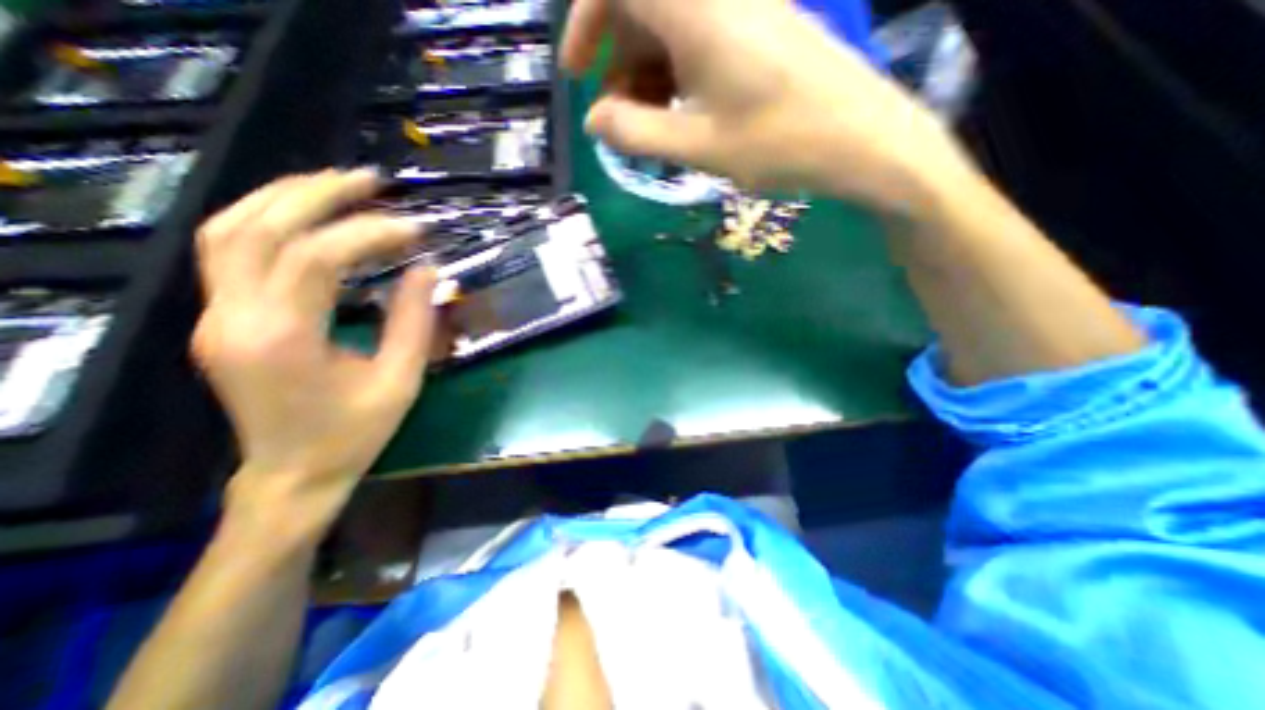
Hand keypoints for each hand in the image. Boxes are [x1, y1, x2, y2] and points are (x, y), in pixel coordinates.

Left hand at [190, 168, 437, 528]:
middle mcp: (233, 319)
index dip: (369, 234)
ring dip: (284, 197)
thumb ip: (415, 321)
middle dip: (318, 194)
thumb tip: (428, 270)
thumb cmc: (354, 433)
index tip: (415, 229)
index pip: (317, 258)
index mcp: (282, 340)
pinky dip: (267, 220)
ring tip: (338, 184)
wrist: (293, 473)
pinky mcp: (220, 319)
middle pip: (258, 229)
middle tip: (370, 179)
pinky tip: (306, 215)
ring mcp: (216, 317)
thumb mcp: (401, 380)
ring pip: (229, 231)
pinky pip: (230, 251)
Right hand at [564, 0, 976, 215]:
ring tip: (648, 127)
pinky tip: (680, 114)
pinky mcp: (760, 28)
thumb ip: (637, 132)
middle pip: (644, 5)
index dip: (586, 22)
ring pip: (671, 26)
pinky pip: (700, 38)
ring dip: (647, 73)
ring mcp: (742, 9)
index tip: (578, 73)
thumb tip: (595, 120)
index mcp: (696, 9)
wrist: (861, 138)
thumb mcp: (697, 146)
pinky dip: (677, 74)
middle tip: (615, 117)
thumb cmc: (778, 143)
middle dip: (617, 59)